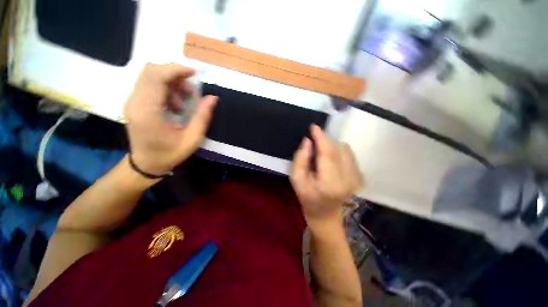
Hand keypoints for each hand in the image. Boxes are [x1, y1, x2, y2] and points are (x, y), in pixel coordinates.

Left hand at [123, 63, 217, 174]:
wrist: (146, 163)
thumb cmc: (170, 154)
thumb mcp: (192, 139)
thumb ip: (202, 117)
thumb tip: (212, 98)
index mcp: (147, 112)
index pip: (156, 77)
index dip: (176, 69)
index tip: (194, 73)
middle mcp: (135, 102)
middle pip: (150, 71)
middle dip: (175, 74)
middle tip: (191, 90)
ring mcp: (132, 101)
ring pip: (150, 76)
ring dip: (171, 82)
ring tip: (185, 101)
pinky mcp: (135, 102)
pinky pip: (149, 85)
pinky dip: (166, 88)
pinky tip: (176, 104)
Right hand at [290, 125, 362, 231]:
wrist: (325, 215)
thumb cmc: (307, 199)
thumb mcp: (296, 180)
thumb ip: (300, 159)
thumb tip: (307, 141)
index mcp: (329, 182)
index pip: (327, 153)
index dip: (321, 137)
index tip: (314, 127)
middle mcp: (347, 178)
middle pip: (336, 149)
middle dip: (324, 140)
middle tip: (312, 141)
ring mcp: (355, 177)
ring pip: (344, 149)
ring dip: (330, 146)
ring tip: (320, 154)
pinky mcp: (358, 176)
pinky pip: (349, 154)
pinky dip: (338, 151)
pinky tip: (330, 159)